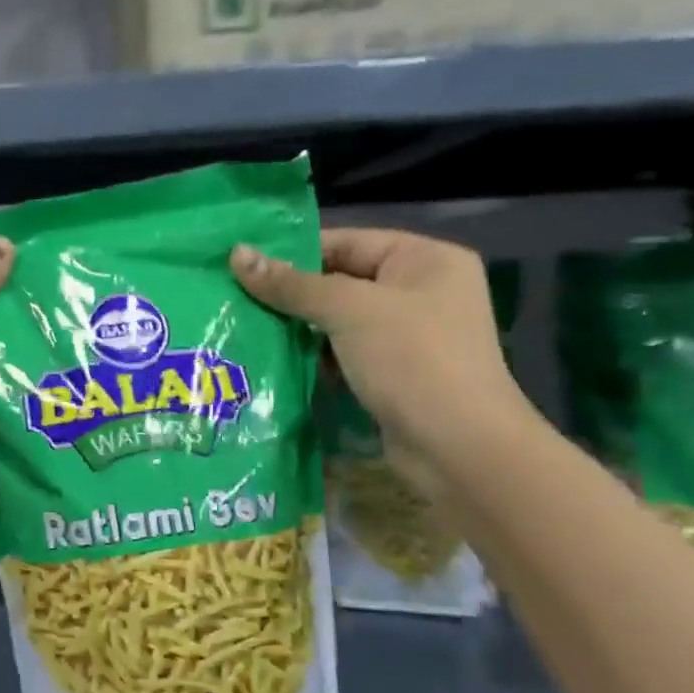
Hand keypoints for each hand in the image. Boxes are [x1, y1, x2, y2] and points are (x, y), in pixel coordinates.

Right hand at [231, 228, 526, 488]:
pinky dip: (314, 357)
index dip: (292, 253)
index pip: (345, 242)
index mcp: (425, 259)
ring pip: (339, 321)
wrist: (460, 449)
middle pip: (340, 281)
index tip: (240, 265)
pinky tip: (273, 360)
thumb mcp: (347, 311)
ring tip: (243, 328)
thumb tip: (237, 253)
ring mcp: (409, 336)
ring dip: (298, 328)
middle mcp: (421, 291)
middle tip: (233, 298)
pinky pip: (345, 353)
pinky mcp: (395, 373)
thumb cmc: (412, 360)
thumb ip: (290, 284)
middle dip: (290, 294)